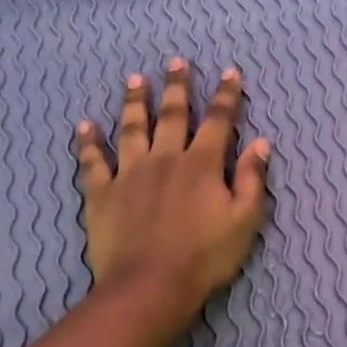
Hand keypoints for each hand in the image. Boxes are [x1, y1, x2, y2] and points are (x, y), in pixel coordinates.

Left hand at [75, 59, 271, 307]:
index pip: (218, 121)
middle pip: (172, 115)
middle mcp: (165, 159)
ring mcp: (130, 173)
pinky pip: (93, 161)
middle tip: (176, 61)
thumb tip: (261, 142)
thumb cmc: (206, 256)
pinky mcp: (102, 193)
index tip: (230, 72)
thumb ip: (252, 179)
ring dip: (134, 102)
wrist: (151, 285)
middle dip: (177, 87)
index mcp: (202, 165)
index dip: (226, 96)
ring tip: (134, 80)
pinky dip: (89, 142)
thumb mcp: (245, 220)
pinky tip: (84, 126)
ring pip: (131, 129)